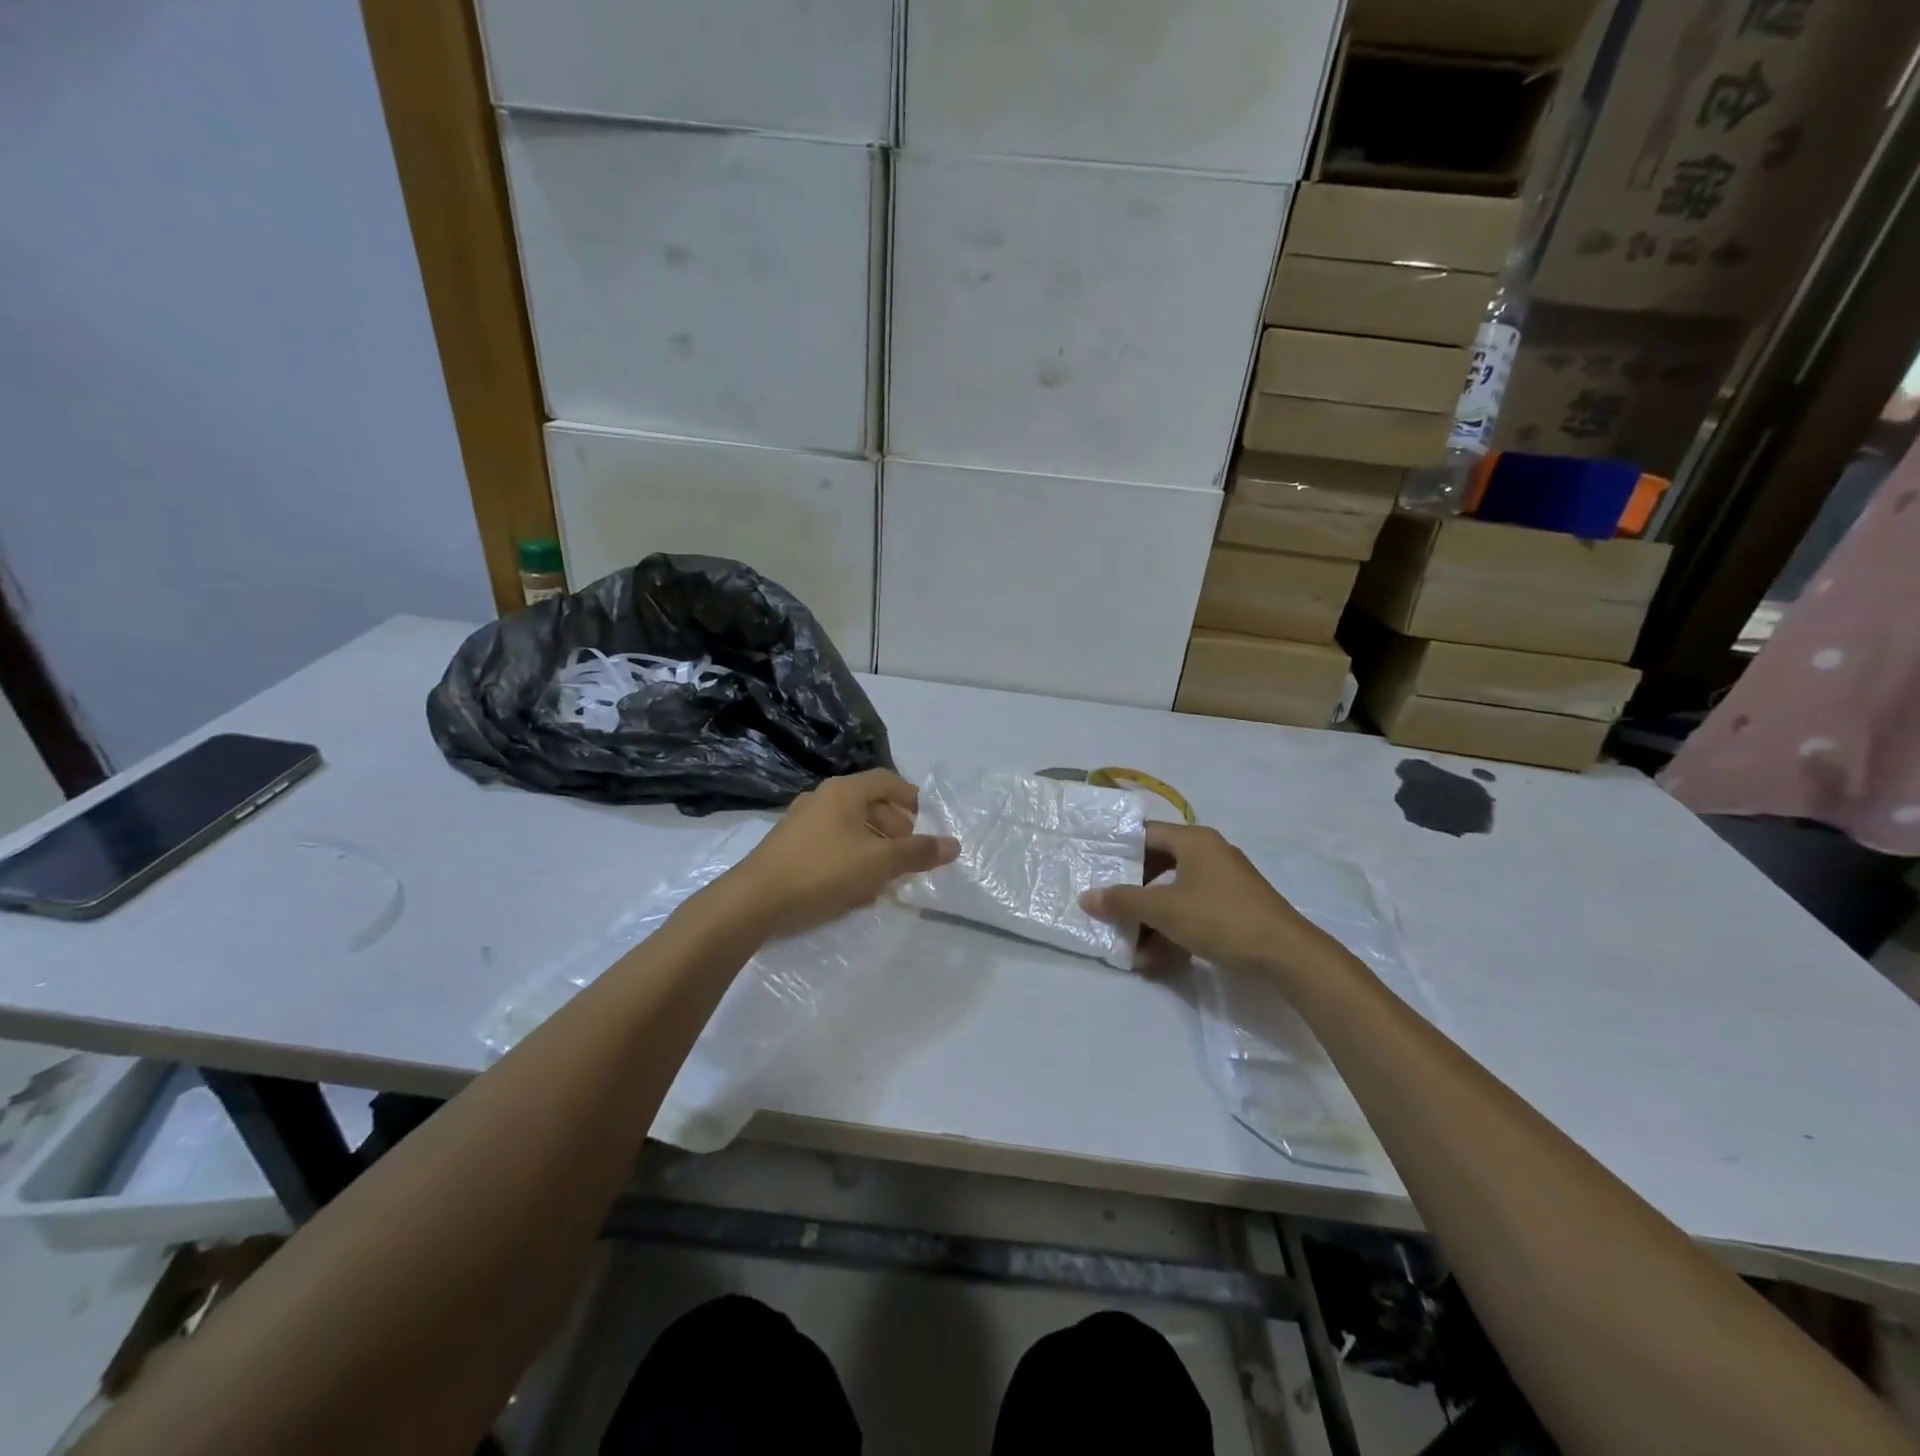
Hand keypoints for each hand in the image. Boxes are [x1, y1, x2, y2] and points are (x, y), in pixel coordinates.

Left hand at [732, 770, 958, 938]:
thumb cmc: (822, 871)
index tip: (925, 820)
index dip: (910, 797)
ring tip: (886, 872)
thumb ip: (917, 852)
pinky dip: (850, 855)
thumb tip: (954, 844)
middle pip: (868, 802)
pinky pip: (830, 842)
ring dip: (873, 843)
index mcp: (844, 791)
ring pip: (849, 825)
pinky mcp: (788, 846)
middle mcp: (821, 798)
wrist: (754, 901)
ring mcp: (801, 822)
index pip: (886, 780)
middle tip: (908, 851)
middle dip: (894, 825)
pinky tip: (854, 886)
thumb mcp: (878, 863)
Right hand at [1080, 822, 1330, 975]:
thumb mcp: (1164, 910)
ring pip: (1175, 894)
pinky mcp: (1235, 908)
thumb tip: (1087, 897)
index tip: (1096, 868)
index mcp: (1194, 841)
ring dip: (1151, 920)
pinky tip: (1158, 959)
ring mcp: (1225, 882)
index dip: (1119, 850)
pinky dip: (1174, 930)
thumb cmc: (1220, 918)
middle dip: (1133, 893)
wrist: (1287, 954)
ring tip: (1131, 947)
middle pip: (1159, 865)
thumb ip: (1123, 902)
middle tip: (1109, 909)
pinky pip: (1194, 911)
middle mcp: (1210, 853)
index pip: (1146, 834)